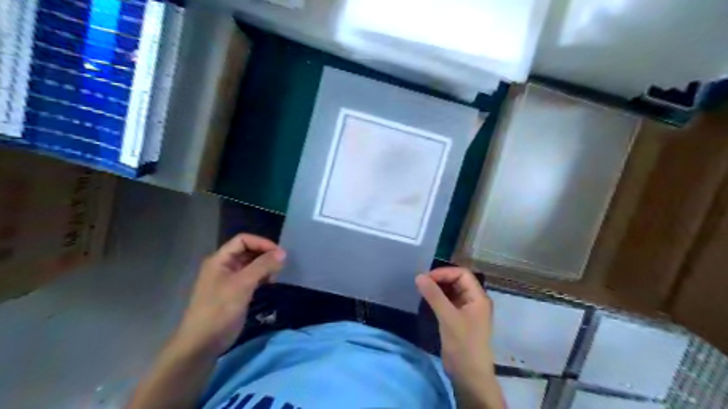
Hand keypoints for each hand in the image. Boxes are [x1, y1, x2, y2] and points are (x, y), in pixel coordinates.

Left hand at [172, 234, 284, 357]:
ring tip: (275, 276)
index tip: (279, 253)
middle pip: (247, 251)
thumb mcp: (242, 284)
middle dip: (264, 255)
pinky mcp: (234, 293)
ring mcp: (228, 280)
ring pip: (251, 265)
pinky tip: (269, 284)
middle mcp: (224, 266)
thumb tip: (283, 252)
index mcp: (220, 260)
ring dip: (264, 267)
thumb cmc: (220, 309)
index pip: (243, 240)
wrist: (202, 343)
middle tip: (280, 265)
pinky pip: (251, 278)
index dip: (261, 243)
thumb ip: (263, 266)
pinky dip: (261, 277)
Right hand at [419, 266, 504, 407]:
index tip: (427, 278)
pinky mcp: (459, 319)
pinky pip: (449, 302)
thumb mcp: (448, 317)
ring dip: (438, 288)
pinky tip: (427, 300)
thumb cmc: (463, 344)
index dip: (445, 273)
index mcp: (478, 297)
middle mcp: (474, 300)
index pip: (462, 274)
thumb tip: (419, 276)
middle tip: (422, 283)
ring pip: (452, 291)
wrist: (469, 375)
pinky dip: (439, 298)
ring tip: (422, 289)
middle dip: (441, 279)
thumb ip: (434, 295)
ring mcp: (467, 310)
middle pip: (458, 281)